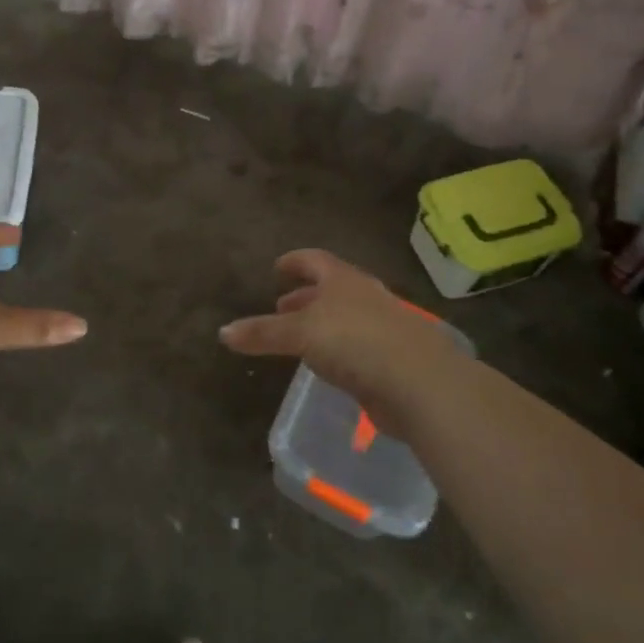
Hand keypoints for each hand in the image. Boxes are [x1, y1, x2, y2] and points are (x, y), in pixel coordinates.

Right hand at [219, 249, 471, 429]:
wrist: (419, 382)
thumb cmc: (355, 341)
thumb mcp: (300, 334)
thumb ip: (263, 333)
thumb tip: (223, 332)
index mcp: (344, 280)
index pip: (315, 260)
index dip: (294, 262)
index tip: (276, 268)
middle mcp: (365, 297)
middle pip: (331, 289)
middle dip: (305, 296)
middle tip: (283, 306)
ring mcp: (382, 327)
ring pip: (345, 318)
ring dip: (321, 324)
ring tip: (299, 338)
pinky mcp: (392, 359)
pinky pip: (357, 347)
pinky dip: (337, 350)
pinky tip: (327, 366)